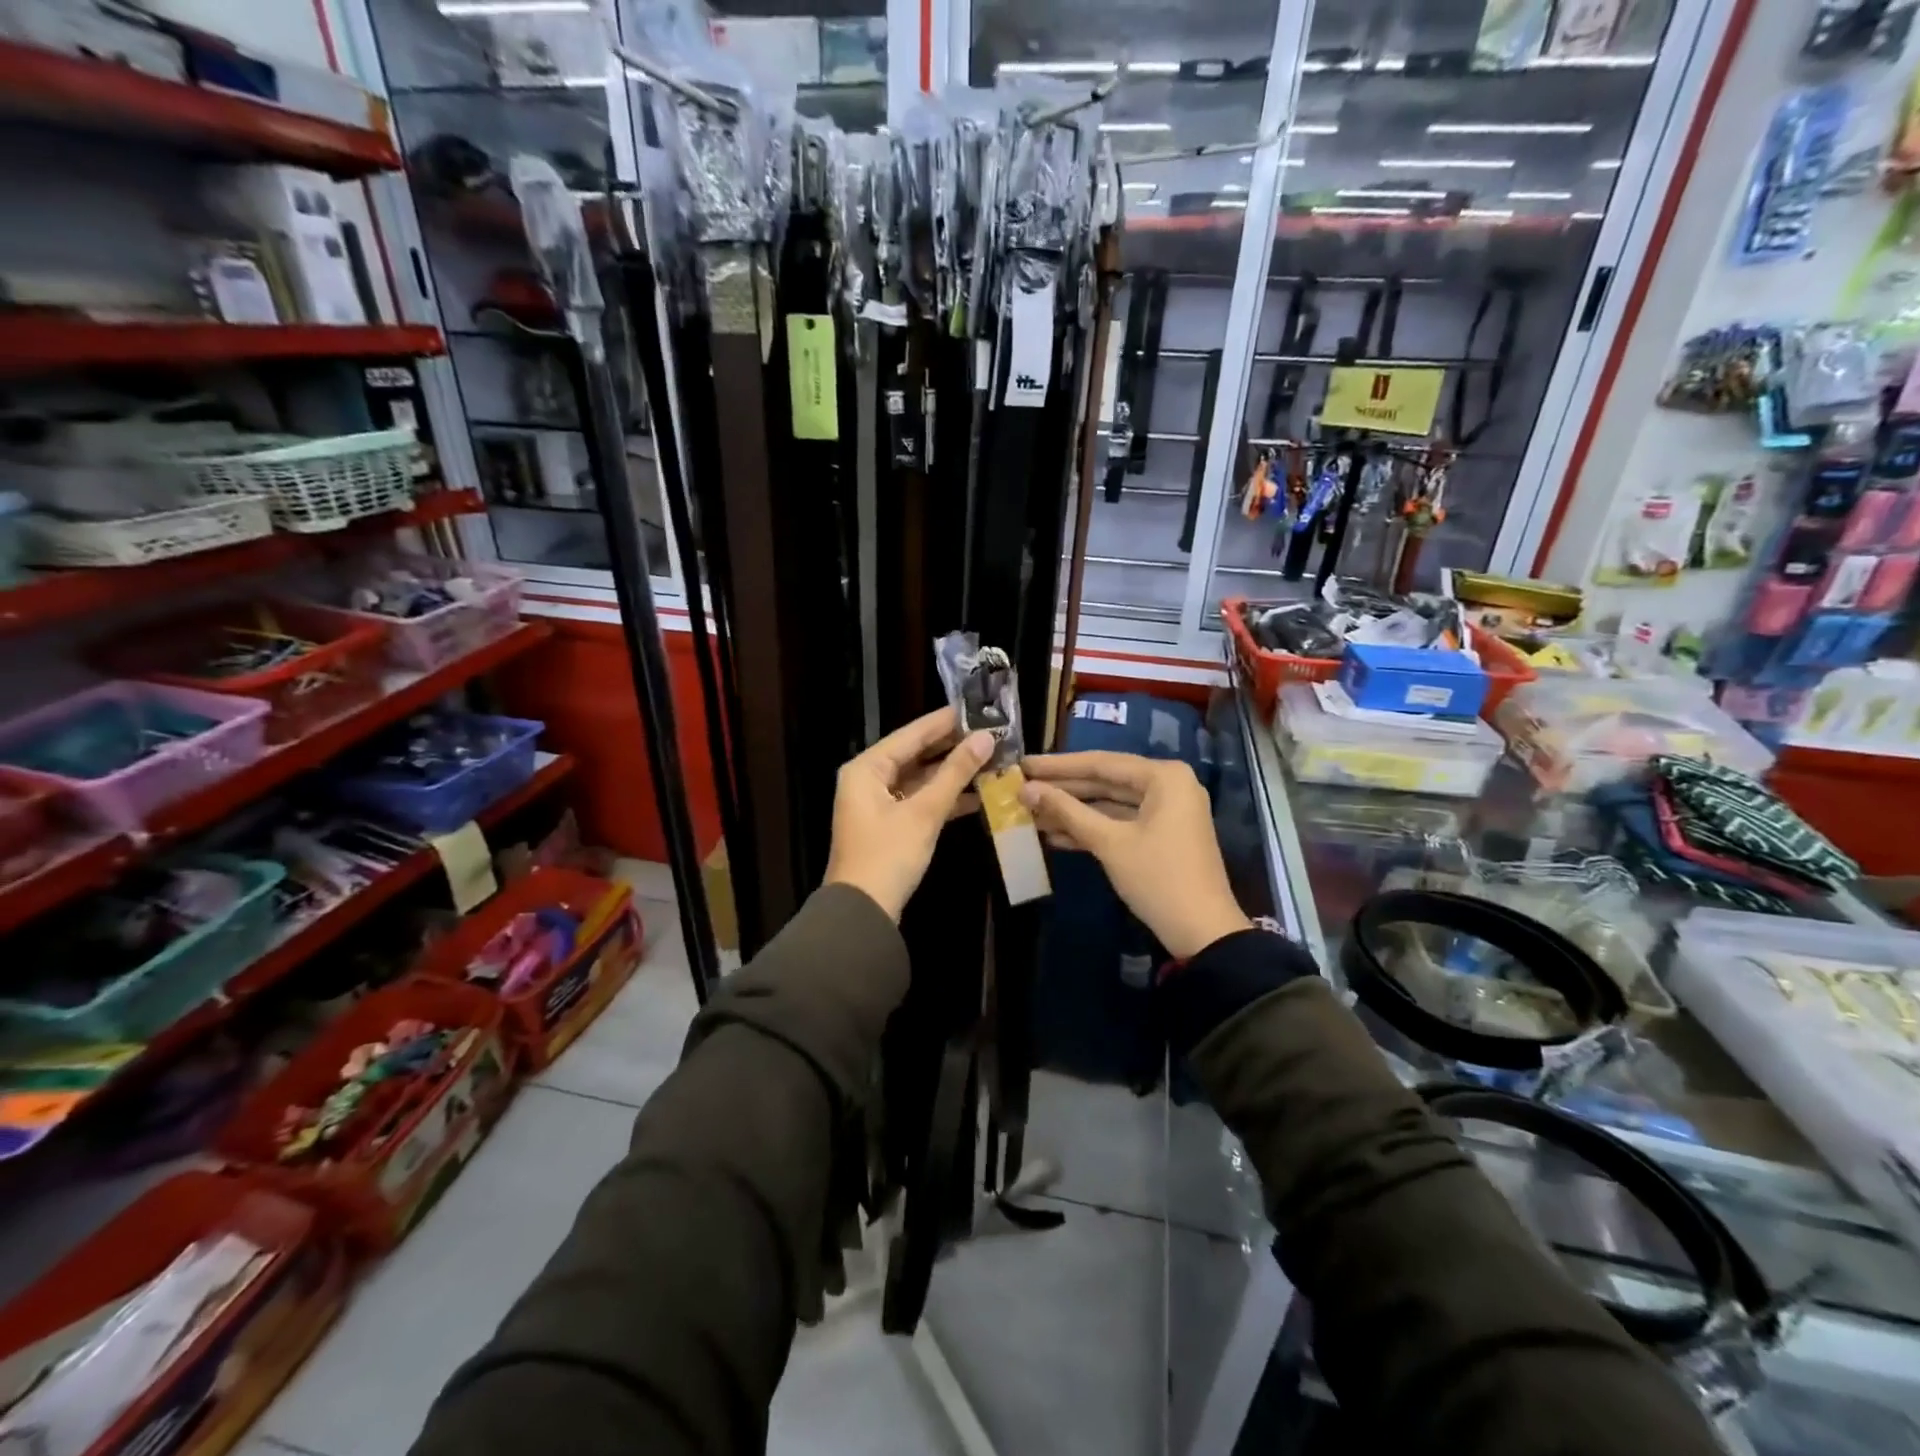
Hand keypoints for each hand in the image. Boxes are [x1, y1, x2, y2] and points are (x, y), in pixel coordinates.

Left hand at [825, 708, 994, 920]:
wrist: (863, 913)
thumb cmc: (888, 855)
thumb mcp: (924, 812)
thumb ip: (955, 773)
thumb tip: (985, 738)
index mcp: (867, 768)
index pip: (911, 734)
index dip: (945, 721)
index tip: (977, 708)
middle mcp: (869, 779)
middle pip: (916, 754)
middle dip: (952, 747)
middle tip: (990, 733)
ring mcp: (879, 804)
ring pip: (920, 779)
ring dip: (952, 773)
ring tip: (991, 760)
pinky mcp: (891, 826)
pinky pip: (920, 801)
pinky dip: (945, 798)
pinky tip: (978, 794)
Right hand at [1020, 752, 1250, 958]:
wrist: (1202, 932)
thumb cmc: (1157, 878)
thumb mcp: (1109, 842)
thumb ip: (1067, 811)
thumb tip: (1026, 790)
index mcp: (1163, 777)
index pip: (1101, 763)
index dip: (1058, 766)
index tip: (1024, 765)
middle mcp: (1168, 785)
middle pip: (1105, 781)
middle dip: (1063, 789)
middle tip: (1021, 787)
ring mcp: (1166, 811)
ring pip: (1110, 803)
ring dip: (1073, 811)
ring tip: (1030, 813)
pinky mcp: (1161, 834)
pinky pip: (1120, 822)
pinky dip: (1091, 828)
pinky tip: (1054, 835)